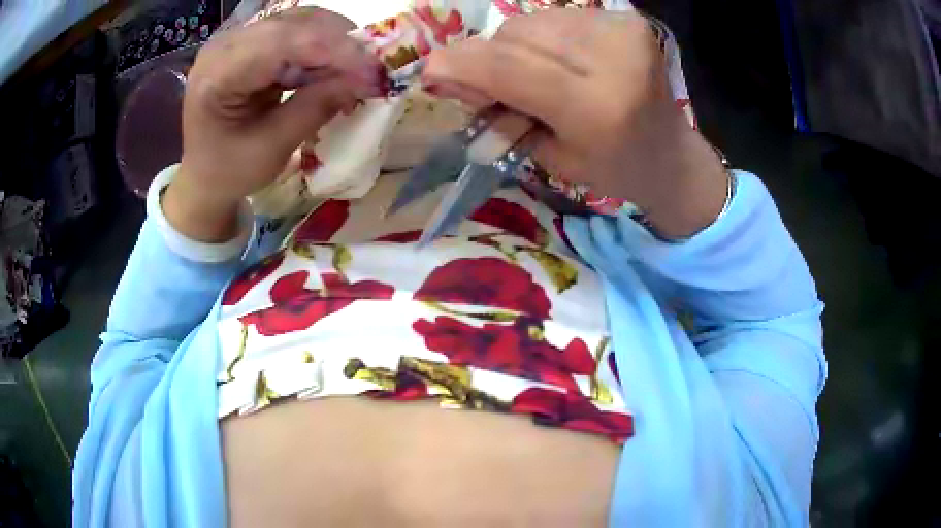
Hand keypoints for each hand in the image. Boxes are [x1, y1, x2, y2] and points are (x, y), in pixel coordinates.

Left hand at [164, 8, 385, 241]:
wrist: (202, 177)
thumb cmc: (229, 171)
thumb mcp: (272, 148)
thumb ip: (316, 107)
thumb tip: (366, 79)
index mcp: (216, 76)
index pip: (282, 43)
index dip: (334, 50)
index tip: (375, 70)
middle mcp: (223, 46)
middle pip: (292, 24)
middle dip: (339, 43)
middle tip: (373, 69)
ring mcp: (235, 39)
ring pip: (298, 21)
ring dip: (333, 42)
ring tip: (355, 70)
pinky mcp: (248, 42)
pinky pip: (294, 30)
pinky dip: (320, 46)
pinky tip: (332, 67)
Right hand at [423, 10, 727, 238]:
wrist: (670, 154)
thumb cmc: (611, 167)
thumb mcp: (550, 155)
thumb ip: (500, 112)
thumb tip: (450, 75)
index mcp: (597, 109)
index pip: (511, 70)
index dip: (461, 65)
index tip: (429, 69)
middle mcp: (614, 60)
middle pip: (517, 37)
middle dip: (490, 57)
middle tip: (493, 86)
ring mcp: (624, 33)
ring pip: (533, 22)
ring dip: (518, 47)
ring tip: (538, 74)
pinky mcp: (628, 20)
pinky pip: (559, 17)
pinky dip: (546, 38)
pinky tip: (563, 60)